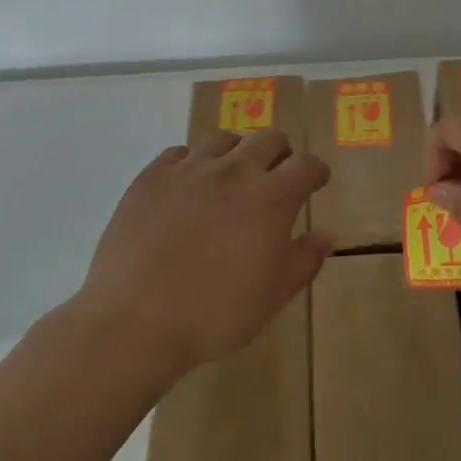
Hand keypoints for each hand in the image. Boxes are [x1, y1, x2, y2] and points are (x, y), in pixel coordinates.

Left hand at [75, 130, 331, 374]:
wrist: (134, 321)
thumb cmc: (215, 314)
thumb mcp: (272, 296)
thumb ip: (304, 260)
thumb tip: (325, 235)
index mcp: (271, 197)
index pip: (306, 164)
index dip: (315, 171)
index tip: (315, 183)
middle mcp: (233, 171)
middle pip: (268, 139)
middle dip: (280, 154)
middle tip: (275, 177)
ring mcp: (189, 169)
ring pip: (223, 139)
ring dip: (236, 153)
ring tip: (231, 178)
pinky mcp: (151, 177)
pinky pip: (179, 152)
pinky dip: (192, 163)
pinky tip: (188, 186)